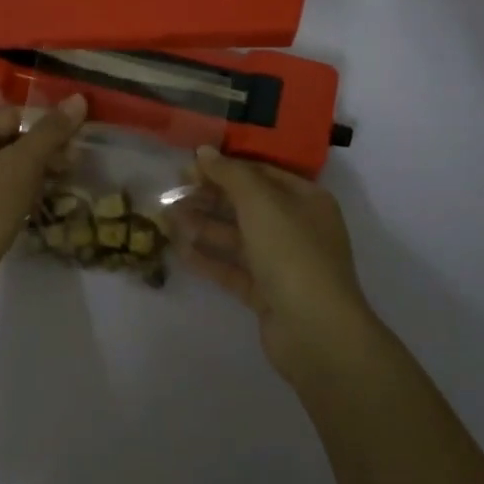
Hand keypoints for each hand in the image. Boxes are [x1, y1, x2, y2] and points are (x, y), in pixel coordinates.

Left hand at [0, 95, 86, 308]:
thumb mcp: (22, 164)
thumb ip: (51, 131)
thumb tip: (78, 98)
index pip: (15, 114)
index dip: (48, 123)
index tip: (78, 140)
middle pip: (12, 139)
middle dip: (45, 149)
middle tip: (74, 166)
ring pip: (8, 167)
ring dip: (37, 172)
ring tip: (63, 185)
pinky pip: (1, 191)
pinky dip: (23, 192)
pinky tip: (40, 205)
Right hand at [172, 146, 379, 383]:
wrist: (316, 331)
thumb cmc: (292, 253)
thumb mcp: (260, 202)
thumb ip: (230, 174)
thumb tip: (203, 151)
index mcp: (306, 200)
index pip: (260, 173)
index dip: (225, 167)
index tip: (189, 166)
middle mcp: (297, 227)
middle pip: (246, 205)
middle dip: (209, 197)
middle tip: (172, 192)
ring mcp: (283, 263)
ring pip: (237, 237)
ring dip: (203, 226)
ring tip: (167, 218)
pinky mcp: (267, 294)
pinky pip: (233, 269)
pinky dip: (209, 259)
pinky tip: (180, 250)